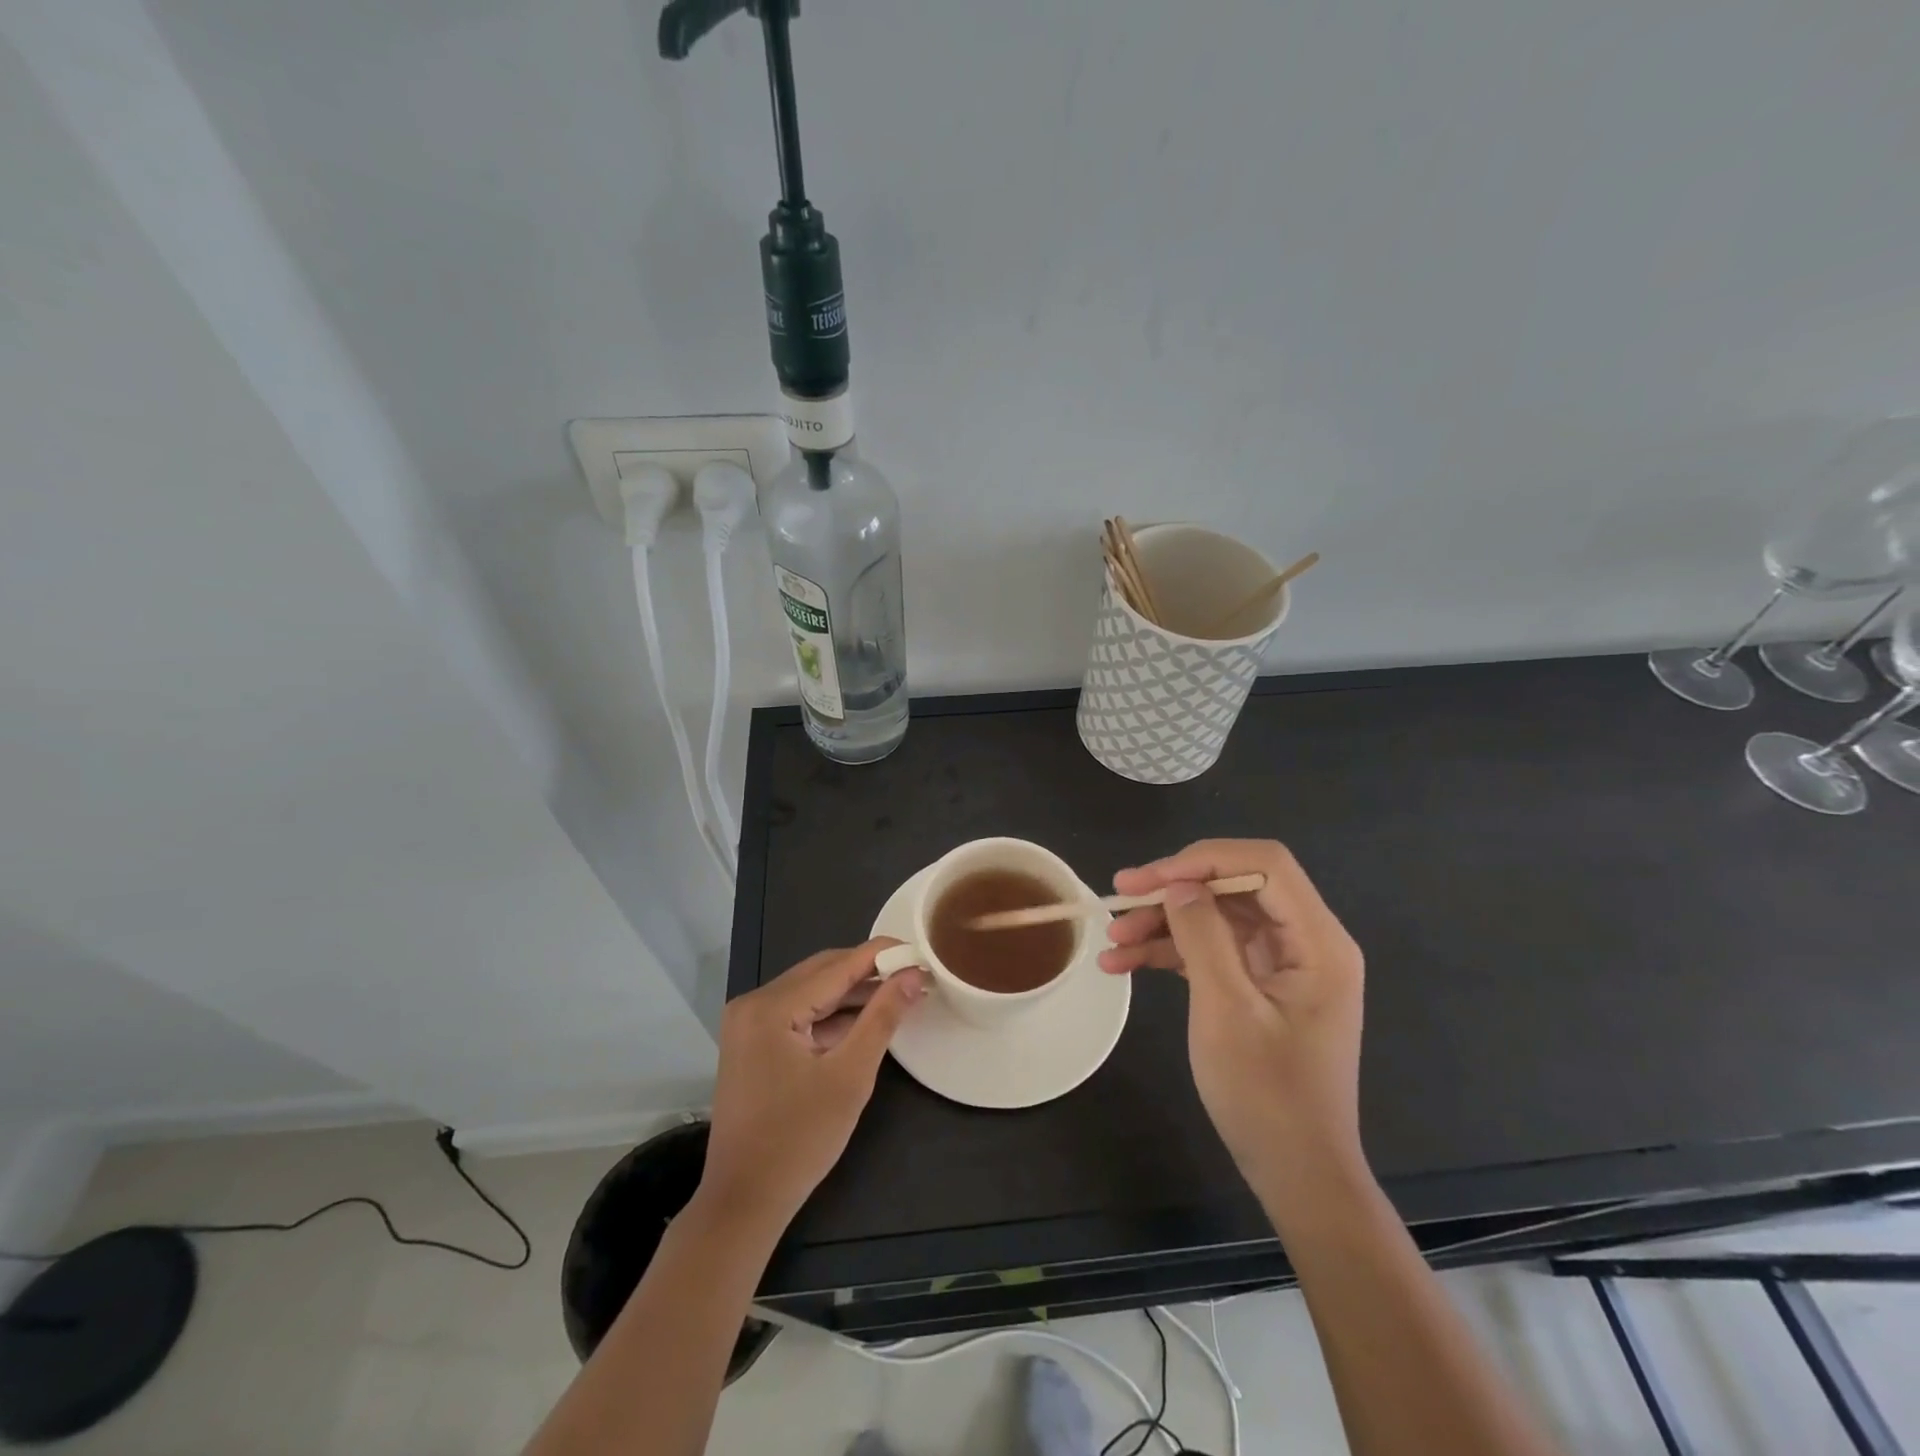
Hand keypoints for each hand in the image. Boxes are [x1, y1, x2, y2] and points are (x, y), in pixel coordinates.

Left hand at [700, 940, 928, 1227]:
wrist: (744, 1202)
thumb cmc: (799, 1141)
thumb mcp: (851, 1076)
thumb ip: (882, 1018)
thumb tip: (913, 974)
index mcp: (771, 1007)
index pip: (837, 965)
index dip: (881, 955)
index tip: (920, 952)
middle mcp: (754, 1003)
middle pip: (822, 972)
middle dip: (868, 971)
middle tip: (913, 974)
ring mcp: (749, 1023)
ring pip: (811, 991)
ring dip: (852, 992)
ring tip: (898, 994)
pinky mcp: (752, 1042)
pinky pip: (798, 1013)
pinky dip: (831, 1015)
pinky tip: (865, 1019)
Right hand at [1101, 840, 1365, 1203]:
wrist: (1296, 1174)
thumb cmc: (1268, 1095)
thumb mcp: (1227, 1010)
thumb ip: (1203, 936)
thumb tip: (1176, 885)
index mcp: (1318, 941)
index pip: (1264, 865)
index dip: (1204, 859)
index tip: (1151, 879)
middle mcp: (1305, 941)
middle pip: (1235, 886)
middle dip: (1174, 889)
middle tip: (1118, 895)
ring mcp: (1281, 964)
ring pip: (1217, 916)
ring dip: (1163, 922)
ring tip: (1111, 940)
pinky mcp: (1258, 985)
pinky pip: (1212, 949)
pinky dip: (1171, 952)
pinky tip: (1124, 963)